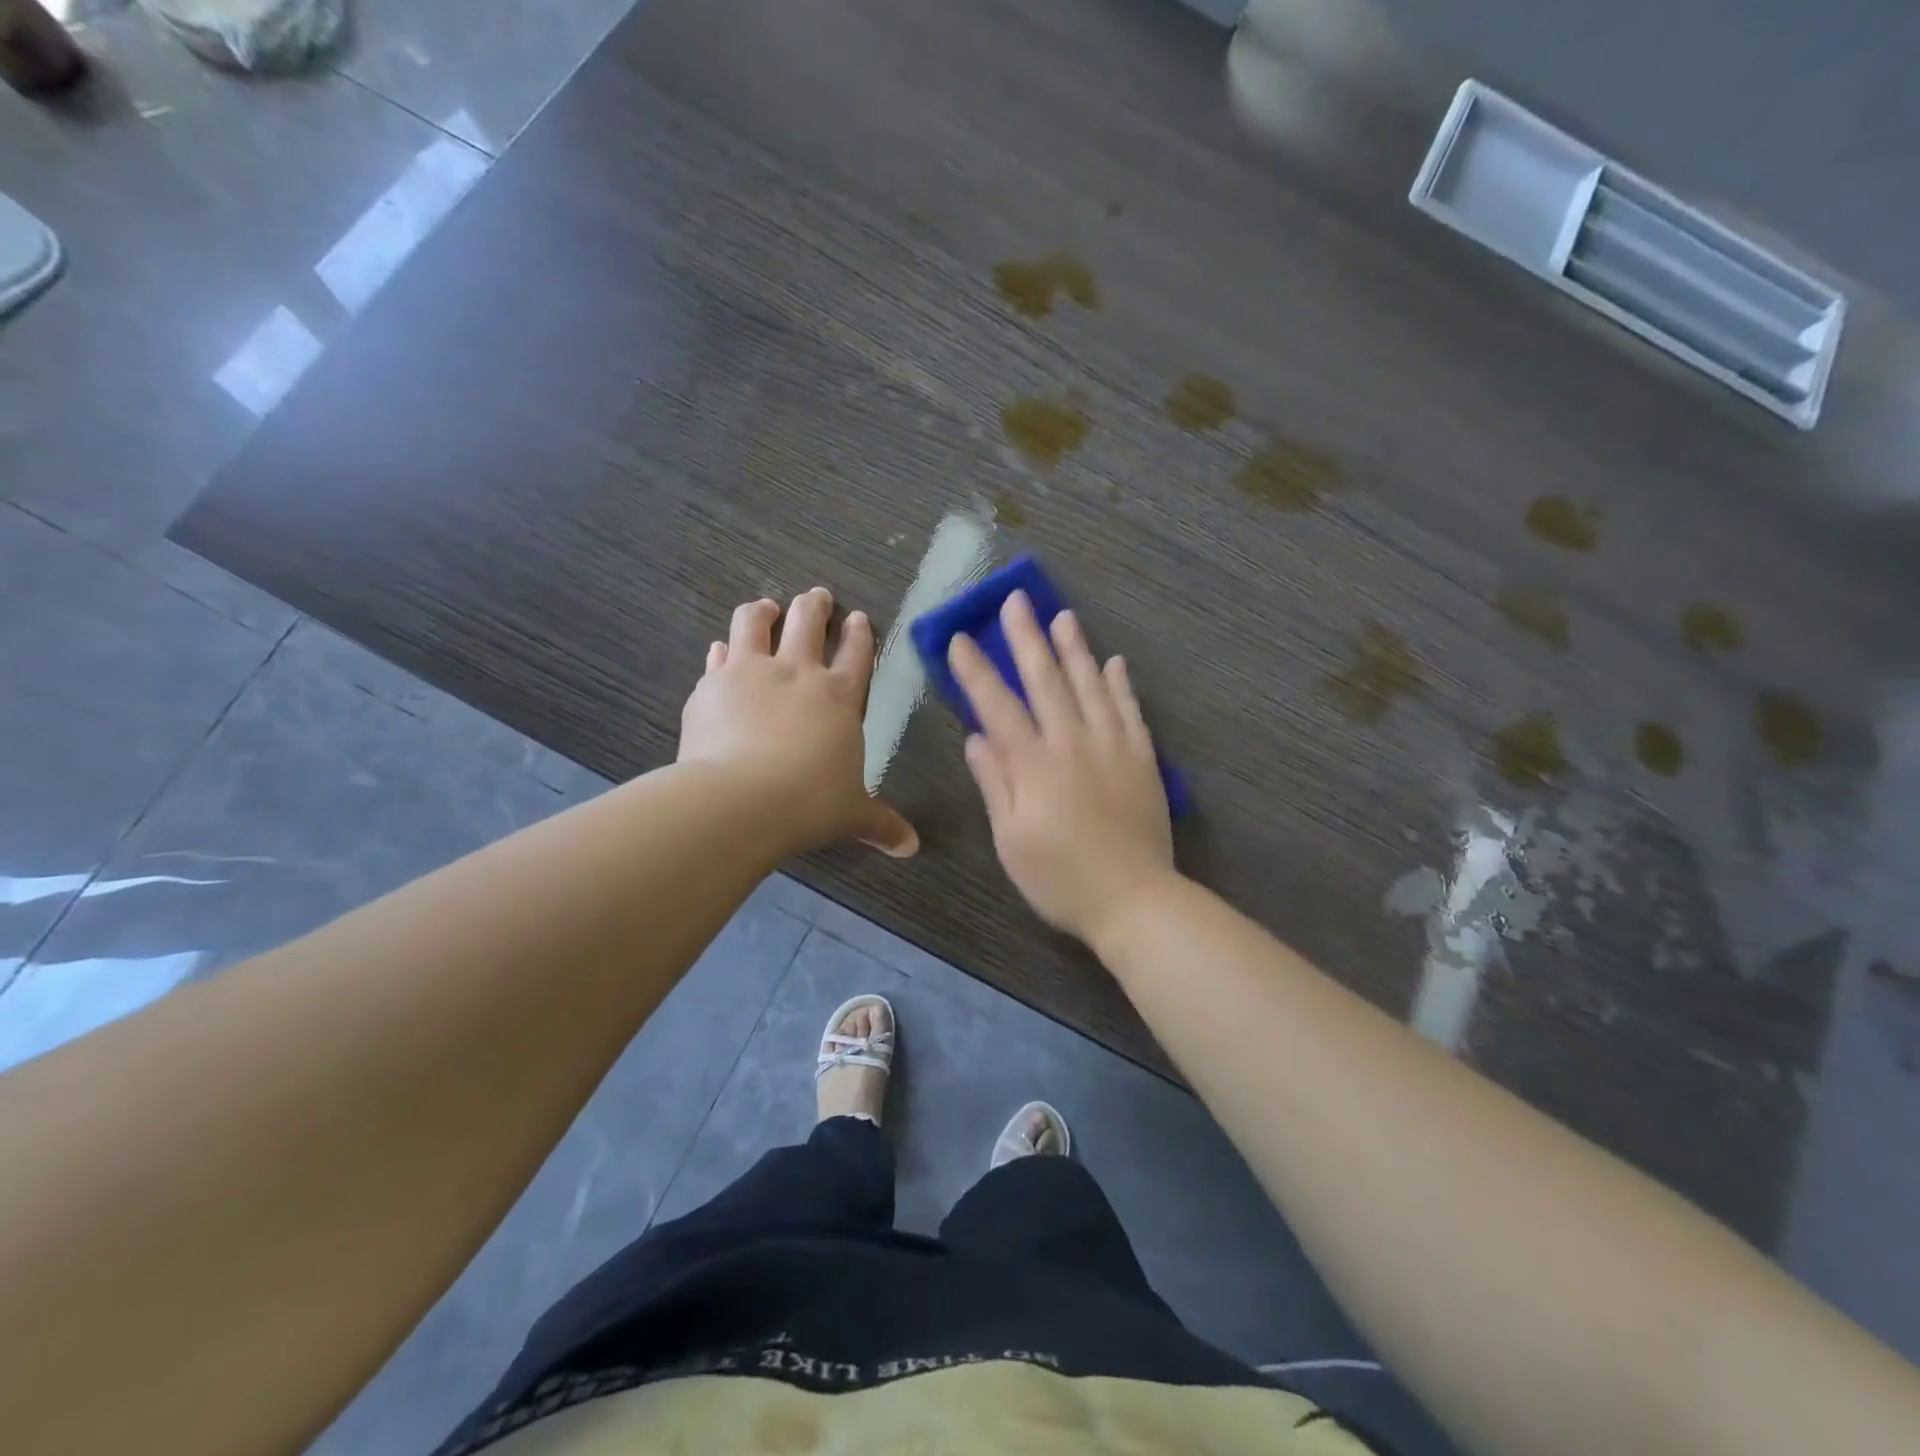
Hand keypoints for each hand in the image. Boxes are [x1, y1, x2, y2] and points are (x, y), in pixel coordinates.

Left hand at [679, 588, 917, 857]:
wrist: (740, 800)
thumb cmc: (810, 803)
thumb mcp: (852, 815)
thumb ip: (881, 824)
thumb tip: (911, 848)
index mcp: (839, 697)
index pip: (856, 655)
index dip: (860, 634)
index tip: (858, 618)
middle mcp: (796, 674)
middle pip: (808, 622)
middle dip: (815, 606)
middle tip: (817, 596)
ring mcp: (750, 673)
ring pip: (755, 623)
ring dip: (763, 612)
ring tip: (765, 607)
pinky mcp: (711, 686)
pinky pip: (718, 657)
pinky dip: (723, 651)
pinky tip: (721, 650)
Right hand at [949, 591, 1174, 941]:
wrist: (1134, 899)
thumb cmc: (1060, 878)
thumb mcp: (1011, 840)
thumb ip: (995, 783)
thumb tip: (976, 738)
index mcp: (1034, 765)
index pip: (998, 706)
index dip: (977, 671)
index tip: (960, 638)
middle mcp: (1073, 743)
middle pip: (1046, 680)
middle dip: (1026, 638)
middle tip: (1015, 600)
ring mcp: (1112, 746)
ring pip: (1090, 685)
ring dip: (1074, 648)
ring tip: (1063, 615)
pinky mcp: (1142, 758)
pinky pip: (1129, 710)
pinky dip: (1120, 684)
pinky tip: (1114, 661)